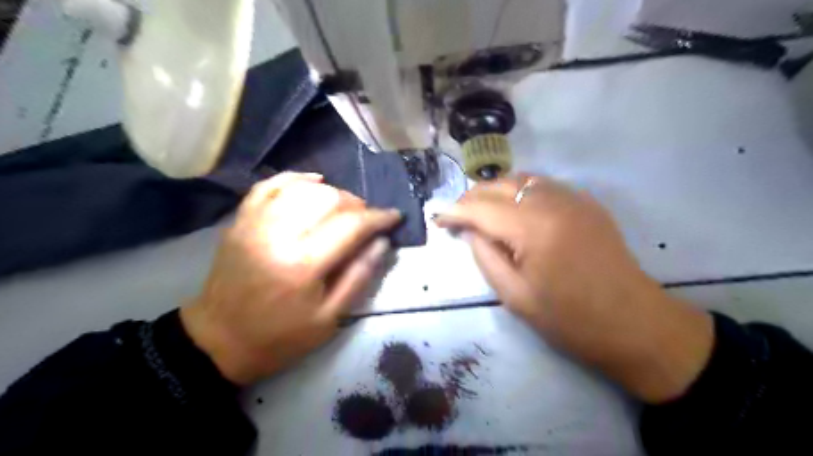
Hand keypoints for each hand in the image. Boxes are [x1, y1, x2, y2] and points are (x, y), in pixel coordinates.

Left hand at [182, 173, 402, 386]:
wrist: (220, 340)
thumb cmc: (281, 337)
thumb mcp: (330, 318)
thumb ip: (359, 276)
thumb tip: (382, 241)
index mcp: (304, 264)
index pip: (352, 225)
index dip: (379, 218)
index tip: (395, 217)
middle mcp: (278, 234)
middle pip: (329, 198)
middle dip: (357, 205)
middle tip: (367, 220)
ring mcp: (255, 222)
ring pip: (304, 187)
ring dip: (332, 192)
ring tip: (343, 208)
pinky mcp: (241, 220)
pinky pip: (271, 184)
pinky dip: (297, 179)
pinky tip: (314, 182)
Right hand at [439, 174, 711, 402]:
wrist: (635, 323)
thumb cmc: (571, 319)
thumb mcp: (515, 296)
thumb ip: (486, 256)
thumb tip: (470, 230)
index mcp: (534, 228)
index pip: (481, 208)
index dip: (454, 211)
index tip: (436, 218)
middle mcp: (553, 201)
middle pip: (499, 184)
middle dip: (472, 197)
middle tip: (456, 216)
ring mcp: (574, 198)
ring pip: (520, 179)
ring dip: (494, 191)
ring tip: (480, 211)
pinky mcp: (586, 203)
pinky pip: (542, 186)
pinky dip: (519, 191)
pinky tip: (513, 210)